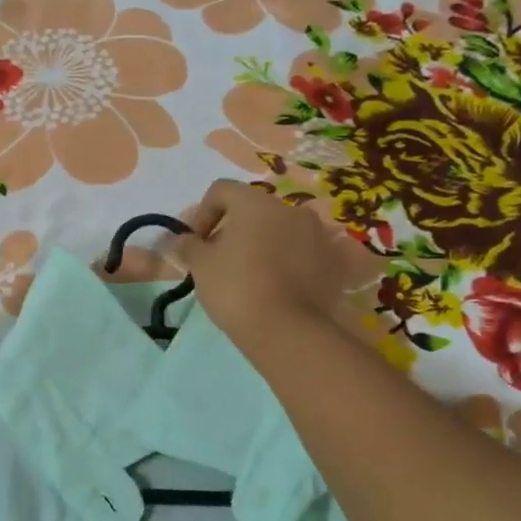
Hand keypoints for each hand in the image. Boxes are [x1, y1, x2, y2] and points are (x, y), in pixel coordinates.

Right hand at [176, 179, 356, 362]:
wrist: (286, 329)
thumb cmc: (236, 288)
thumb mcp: (200, 266)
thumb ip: (189, 245)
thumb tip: (184, 239)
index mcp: (255, 202)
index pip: (221, 190)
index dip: (202, 213)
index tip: (196, 243)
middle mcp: (291, 208)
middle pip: (254, 210)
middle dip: (235, 230)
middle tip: (221, 261)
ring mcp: (319, 233)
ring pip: (282, 230)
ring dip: (265, 244)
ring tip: (253, 275)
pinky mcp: (336, 261)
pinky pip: (307, 252)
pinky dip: (292, 261)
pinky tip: (281, 286)